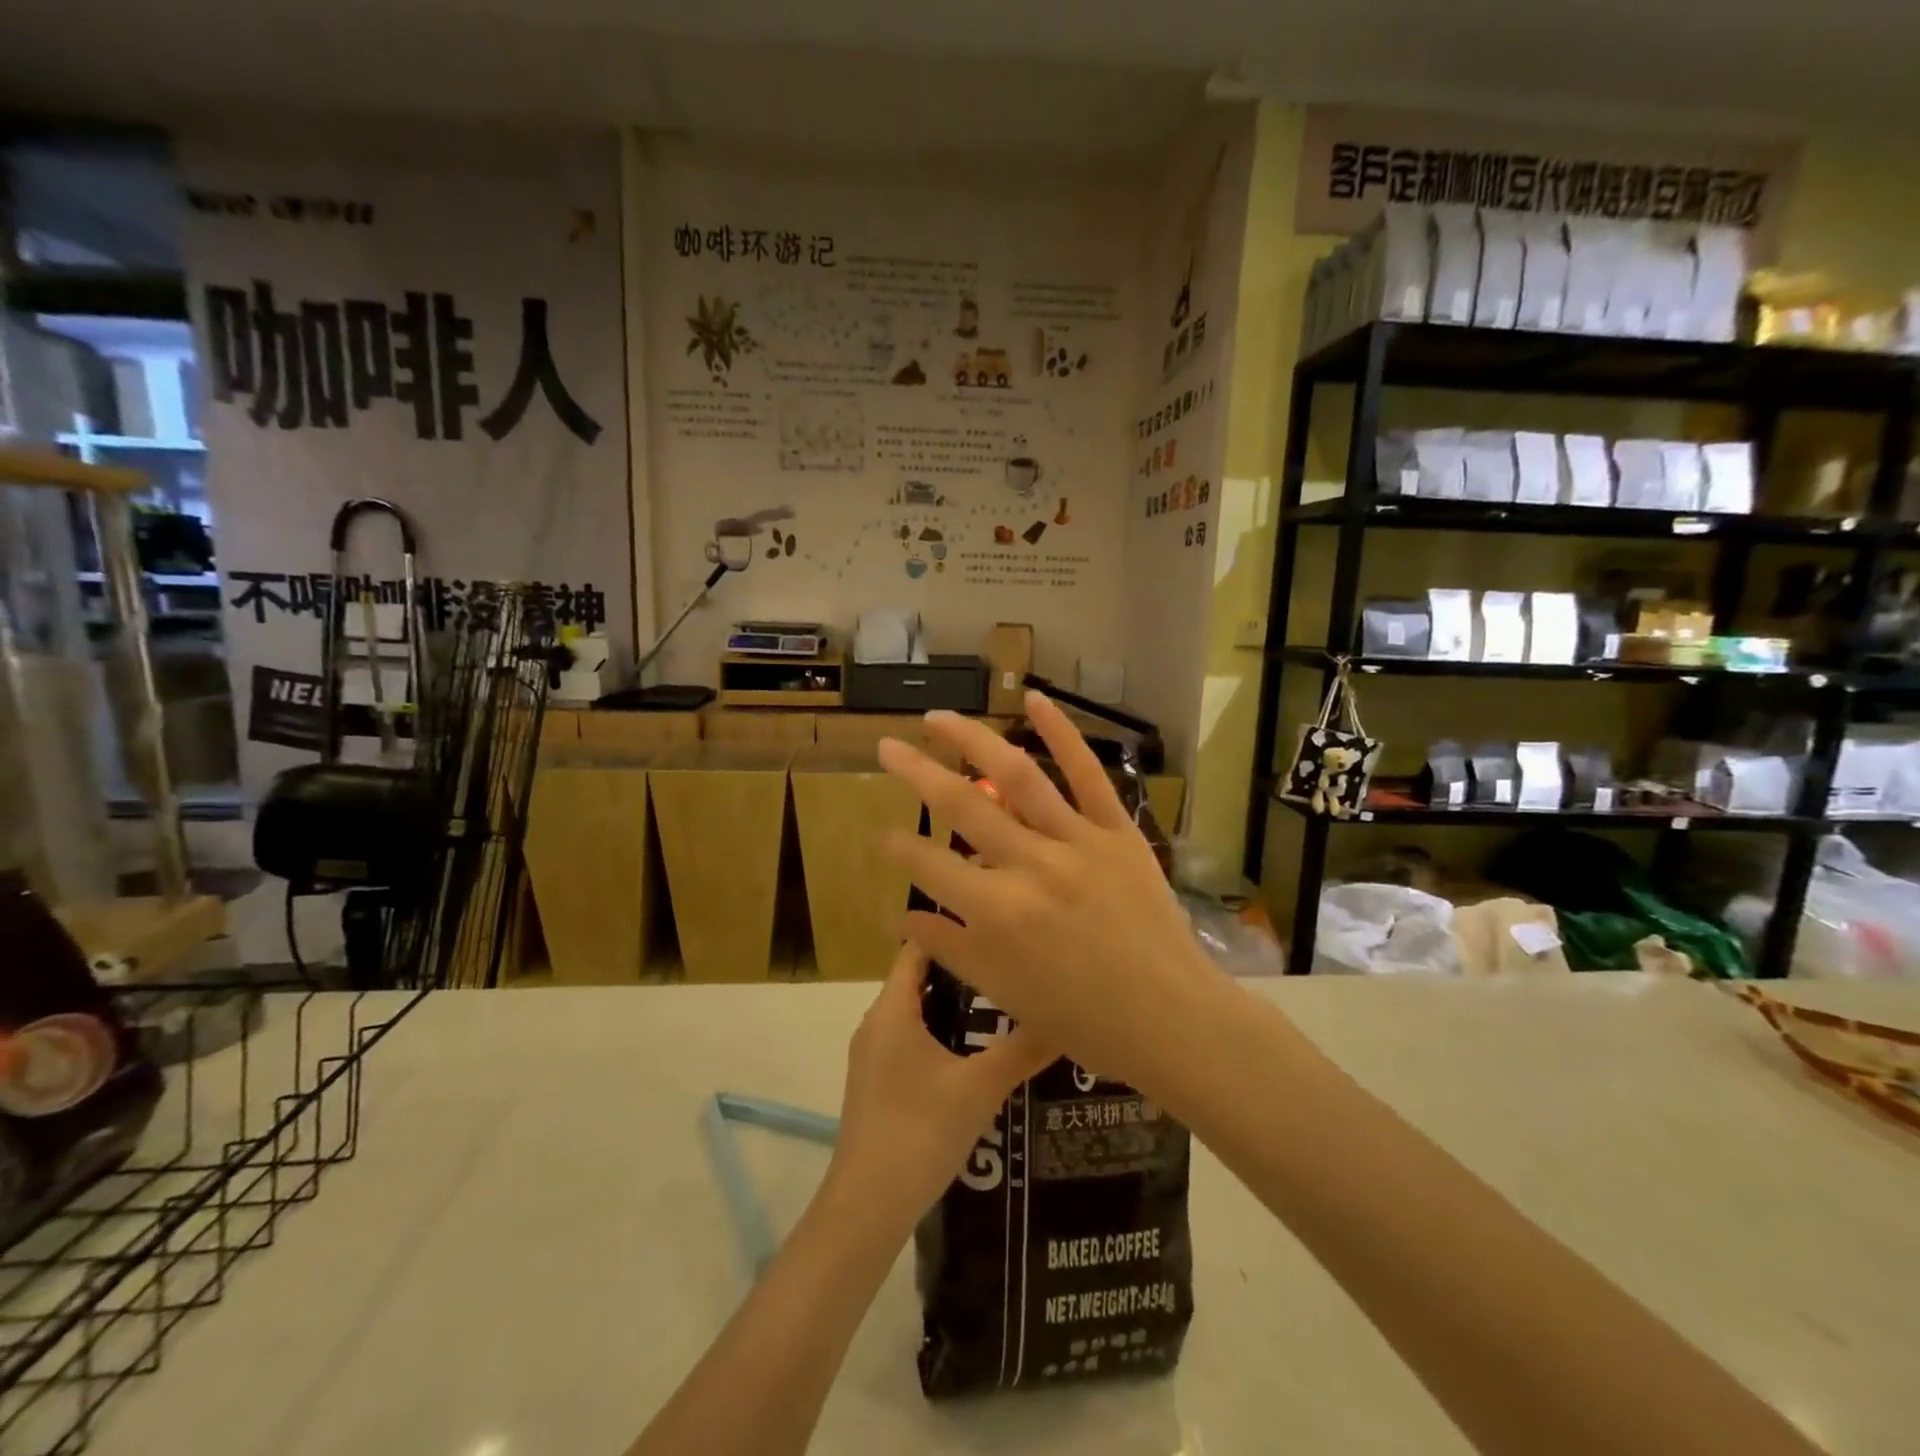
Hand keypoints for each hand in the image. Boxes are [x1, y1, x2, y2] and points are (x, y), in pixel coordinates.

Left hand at [825, 943, 1053, 1228]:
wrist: (867, 1206)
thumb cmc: (920, 1132)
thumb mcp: (980, 1087)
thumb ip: (1022, 1049)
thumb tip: (1064, 1017)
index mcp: (892, 1010)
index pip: (919, 947)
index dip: (954, 931)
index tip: (994, 925)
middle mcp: (877, 1023)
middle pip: (919, 978)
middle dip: (963, 970)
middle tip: (1010, 965)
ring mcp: (874, 1055)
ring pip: (917, 1012)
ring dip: (954, 1006)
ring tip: (1003, 1004)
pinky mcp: (878, 1082)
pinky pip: (912, 1039)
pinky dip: (942, 1034)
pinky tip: (976, 1054)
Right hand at [877, 691, 1219, 1088]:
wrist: (1170, 1018)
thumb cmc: (1082, 1018)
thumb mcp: (1005, 991)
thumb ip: (950, 949)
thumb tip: (902, 918)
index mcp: (998, 912)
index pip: (931, 867)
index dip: (900, 849)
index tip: (883, 835)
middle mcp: (1031, 865)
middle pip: (962, 806)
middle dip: (916, 773)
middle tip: (886, 747)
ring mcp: (1077, 841)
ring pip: (1017, 777)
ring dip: (972, 739)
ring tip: (939, 717)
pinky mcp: (1117, 831)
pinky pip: (1088, 774)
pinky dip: (1062, 733)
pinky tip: (1034, 700)